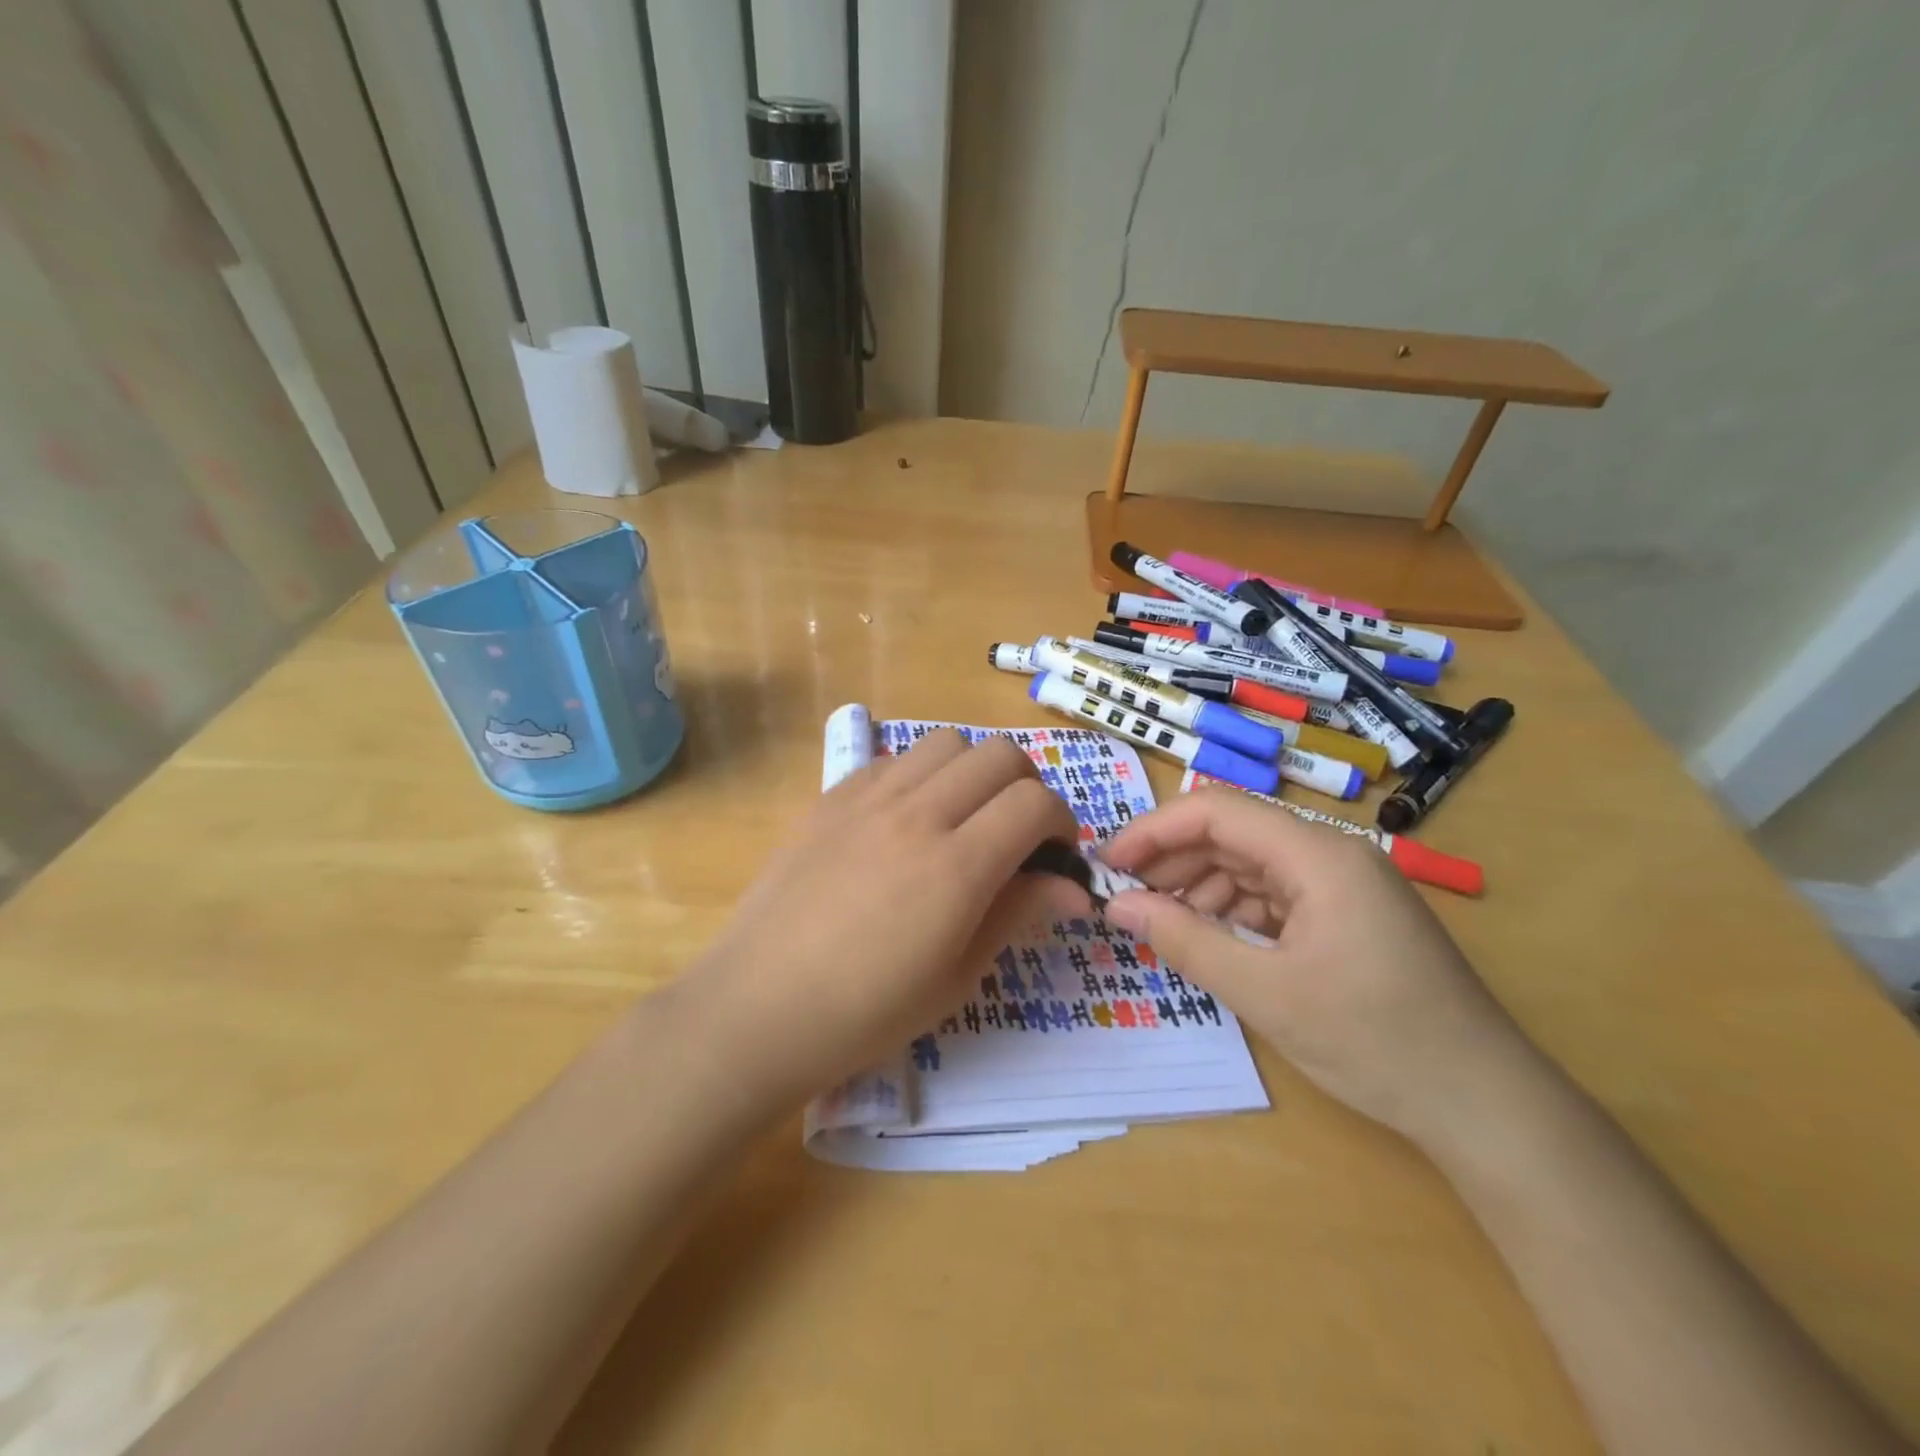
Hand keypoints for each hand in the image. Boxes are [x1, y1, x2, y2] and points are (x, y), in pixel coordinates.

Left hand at [679, 729, 1088, 1110]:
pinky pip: (893, 759)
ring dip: (973, 770)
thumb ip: (1018, 914)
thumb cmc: (867, 1011)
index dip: (1061, 822)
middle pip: (1000, 755)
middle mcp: (917, 814)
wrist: (759, 1006)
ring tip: (962, 817)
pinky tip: (906, 820)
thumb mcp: (957, 975)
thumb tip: (1073, 888)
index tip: (1054, 855)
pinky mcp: (831, 797)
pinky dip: (920, 775)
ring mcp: (868, 798)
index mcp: (956, 866)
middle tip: (1017, 833)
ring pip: (946, 742)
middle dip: (1027, 786)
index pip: (1035, 801)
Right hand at [1099, 789, 1542, 1147]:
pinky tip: (1209, 937)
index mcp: (1318, 855)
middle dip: (1172, 860)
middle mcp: (1331, 855)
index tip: (1108, 864)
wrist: (1486, 1106)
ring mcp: (1343, 885)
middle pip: (1232, 834)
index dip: (1154, 831)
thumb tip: (1117, 906)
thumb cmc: (1375, 1041)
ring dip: (1199, 886)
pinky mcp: (1347, 915)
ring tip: (1159, 921)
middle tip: (1123, 897)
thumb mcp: (1264, 992)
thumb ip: (1184, 940)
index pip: (1216, 811)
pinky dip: (1233, 910)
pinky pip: (1273, 894)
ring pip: (1250, 863)